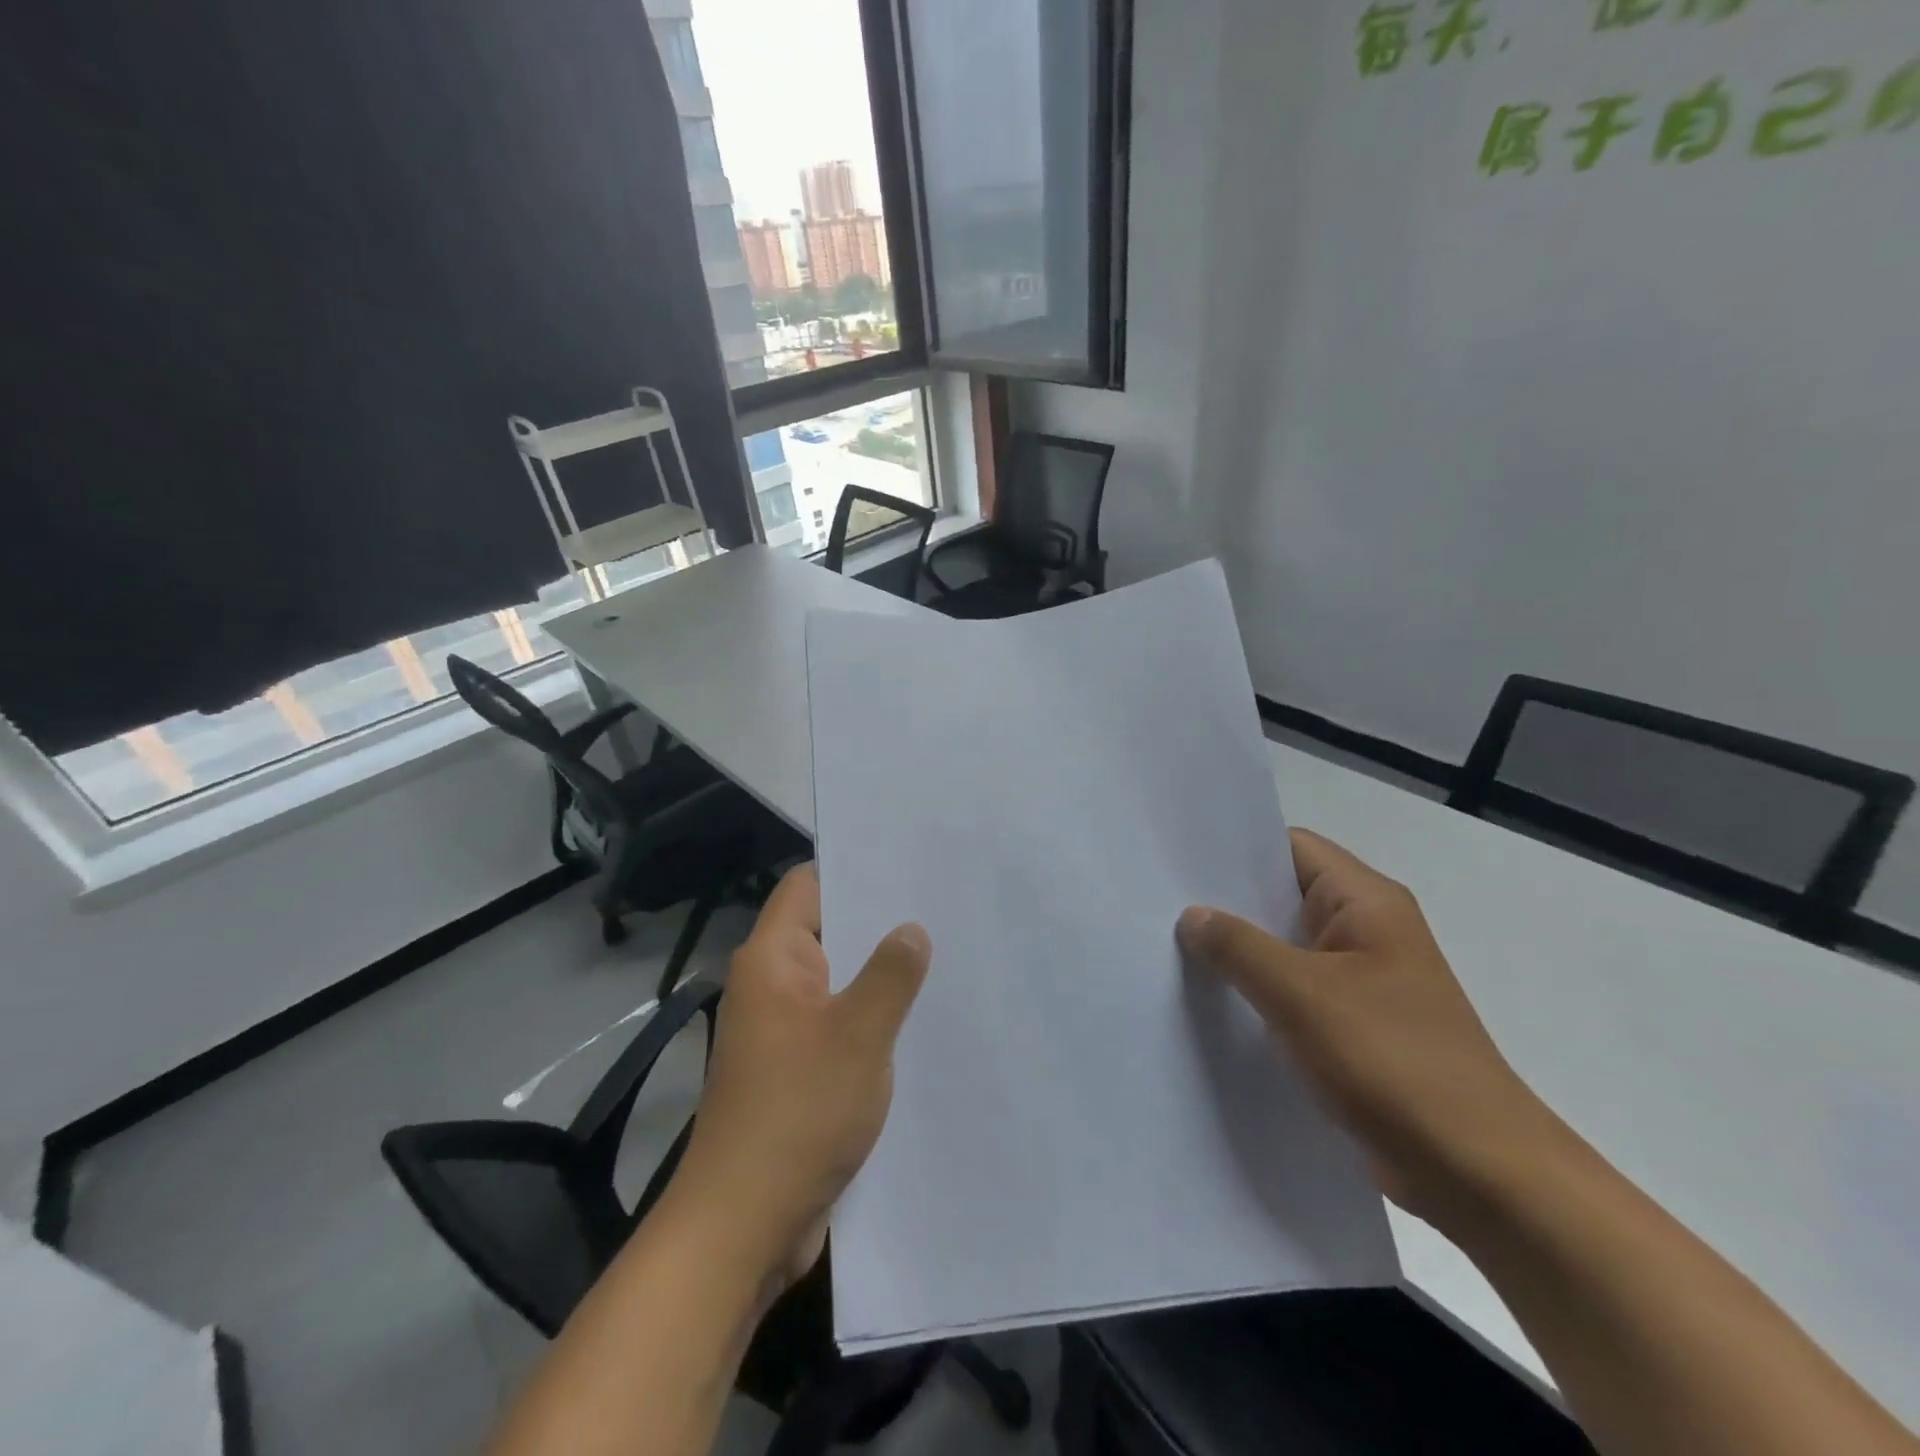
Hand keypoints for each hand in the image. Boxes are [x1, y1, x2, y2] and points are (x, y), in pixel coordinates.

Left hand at [670, 865, 929, 1285]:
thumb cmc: (798, 1113)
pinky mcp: (795, 1070)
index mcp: (772, 961)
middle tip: (942, 908)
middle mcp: (771, 986)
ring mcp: (782, 1031)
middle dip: (879, 924)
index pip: (808, 886)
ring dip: (878, 976)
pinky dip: (870, 1018)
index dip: (853, 870)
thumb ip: (889, 975)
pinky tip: (918, 1021)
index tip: (908, 865)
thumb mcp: (858, 1035)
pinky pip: (837, 1025)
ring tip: (942, 957)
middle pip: (826, 931)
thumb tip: (911, 929)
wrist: (743, 1226)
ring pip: (837, 982)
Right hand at [1178, 829, 1562, 1230]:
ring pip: (1285, 947)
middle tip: (1159, 904)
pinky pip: (1294, 991)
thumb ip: (1239, 947)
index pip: (1291, 847)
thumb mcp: (1301, 995)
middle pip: (1283, 896)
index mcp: (1367, 902)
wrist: (1479, 1174)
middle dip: (1226, 903)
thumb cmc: (1392, 1063)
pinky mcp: (1356, 1026)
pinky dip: (1256, 992)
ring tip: (1170, 949)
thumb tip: (1192, 915)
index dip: (1236, 849)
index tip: (1178, 860)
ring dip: (1238, 952)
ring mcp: (1362, 980)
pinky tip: (1210, 1003)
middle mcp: (1367, 930)